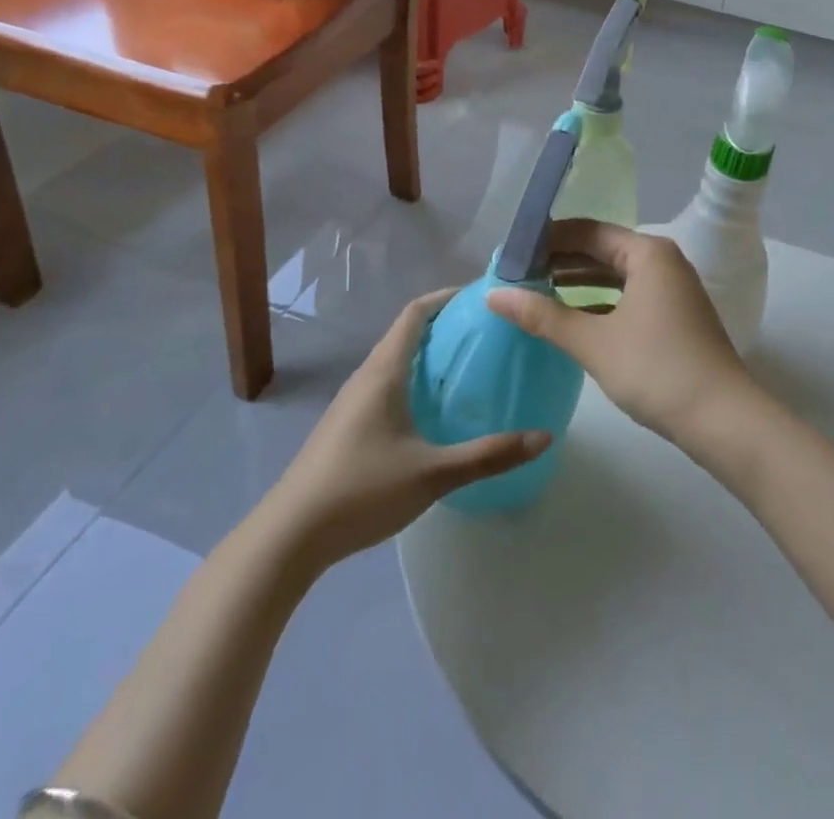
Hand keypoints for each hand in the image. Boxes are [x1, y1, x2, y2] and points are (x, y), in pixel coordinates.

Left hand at [264, 290, 549, 570]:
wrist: (290, 536)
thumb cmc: (362, 490)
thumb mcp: (433, 473)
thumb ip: (489, 455)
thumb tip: (544, 437)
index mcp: (383, 372)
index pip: (415, 313)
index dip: (446, 297)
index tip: (481, 296)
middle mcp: (366, 377)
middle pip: (406, 334)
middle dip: (445, 326)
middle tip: (487, 333)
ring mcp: (352, 403)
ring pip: (395, 362)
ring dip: (429, 356)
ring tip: (468, 366)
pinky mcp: (347, 427)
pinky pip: (386, 385)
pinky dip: (415, 381)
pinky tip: (434, 411)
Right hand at [487, 220, 757, 449]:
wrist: (724, 420)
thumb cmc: (656, 369)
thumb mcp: (593, 342)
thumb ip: (542, 316)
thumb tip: (493, 295)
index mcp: (647, 253)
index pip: (587, 231)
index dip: (547, 240)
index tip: (512, 254)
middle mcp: (663, 262)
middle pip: (602, 250)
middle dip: (560, 262)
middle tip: (517, 276)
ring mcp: (673, 291)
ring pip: (615, 277)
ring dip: (578, 284)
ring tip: (535, 295)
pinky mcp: (675, 318)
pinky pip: (628, 298)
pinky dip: (599, 304)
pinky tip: (572, 321)